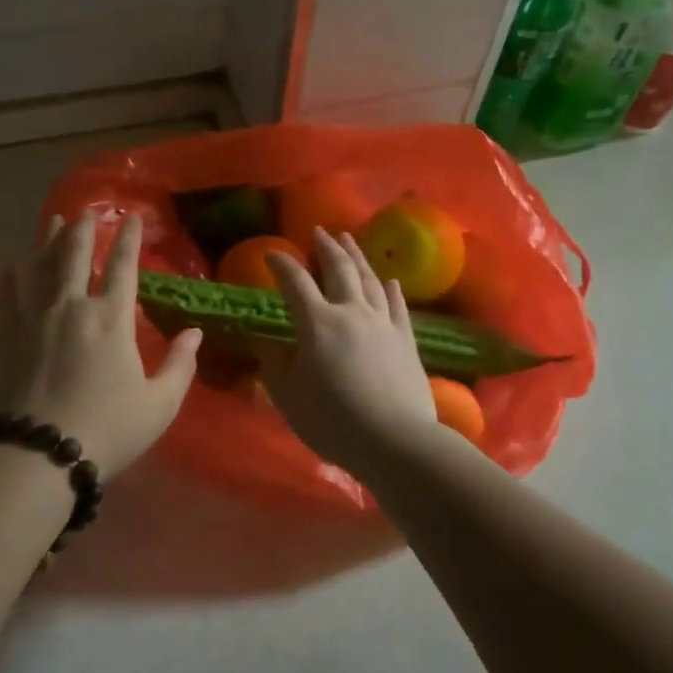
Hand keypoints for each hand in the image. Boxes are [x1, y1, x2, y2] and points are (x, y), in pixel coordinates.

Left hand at [0, 210, 201, 476]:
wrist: (38, 455)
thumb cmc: (106, 430)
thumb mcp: (158, 405)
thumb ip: (180, 366)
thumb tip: (195, 333)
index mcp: (111, 318)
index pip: (122, 266)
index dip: (128, 238)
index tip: (130, 216)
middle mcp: (71, 306)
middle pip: (74, 254)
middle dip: (83, 229)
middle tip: (86, 212)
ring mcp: (33, 317)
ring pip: (40, 265)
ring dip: (48, 239)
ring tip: (54, 220)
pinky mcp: (5, 335)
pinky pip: (6, 293)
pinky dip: (10, 275)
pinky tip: (12, 264)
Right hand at [257, 228, 438, 470]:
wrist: (395, 441)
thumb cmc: (333, 421)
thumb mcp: (288, 396)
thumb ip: (274, 364)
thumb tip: (266, 340)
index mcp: (317, 323)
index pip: (295, 282)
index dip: (282, 264)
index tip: (272, 253)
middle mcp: (351, 312)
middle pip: (339, 269)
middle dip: (326, 247)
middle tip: (319, 232)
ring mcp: (383, 323)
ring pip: (369, 280)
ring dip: (357, 257)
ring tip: (349, 240)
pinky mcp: (406, 339)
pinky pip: (397, 306)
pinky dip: (391, 289)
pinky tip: (390, 280)